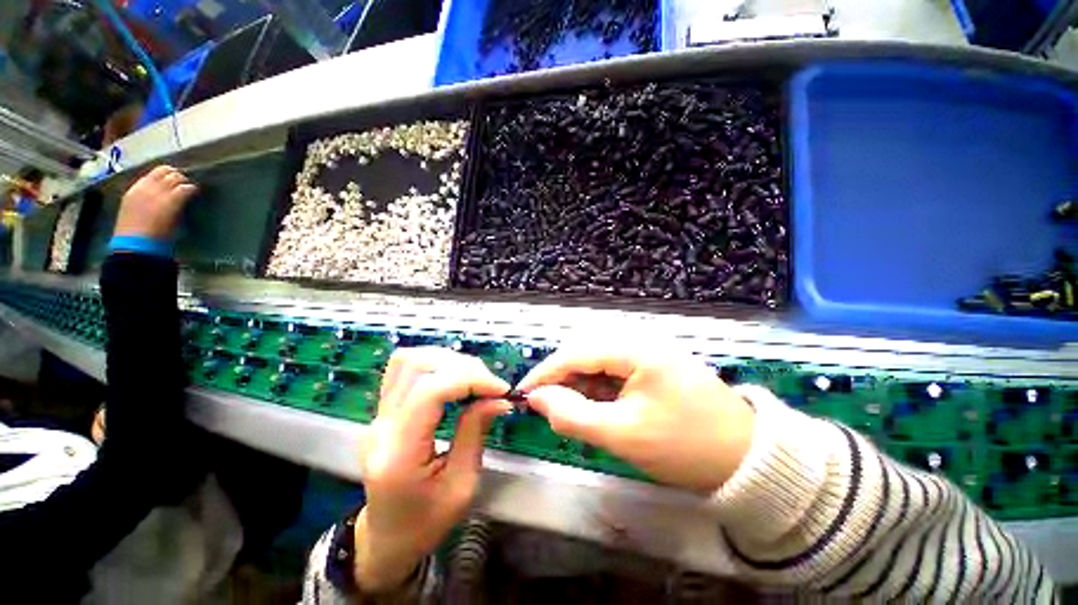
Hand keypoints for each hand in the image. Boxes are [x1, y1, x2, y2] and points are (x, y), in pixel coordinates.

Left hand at [113, 165, 196, 240]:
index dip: (192, 188)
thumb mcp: (178, 222)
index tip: (196, 192)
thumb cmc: (162, 238)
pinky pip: (146, 178)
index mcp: (170, 202)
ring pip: (158, 171)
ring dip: (168, 175)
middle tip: (185, 186)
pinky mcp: (131, 191)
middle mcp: (155, 191)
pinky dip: (154, 179)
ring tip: (172, 183)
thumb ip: (183, 205)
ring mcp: (141, 189)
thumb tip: (189, 195)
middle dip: (181, 178)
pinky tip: (158, 186)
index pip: (185, 186)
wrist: (135, 246)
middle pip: (172, 175)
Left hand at [355, 347, 510, 591]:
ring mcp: (377, 415)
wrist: (387, 537)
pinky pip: (405, 368)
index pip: (430, 391)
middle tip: (490, 386)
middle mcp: (381, 426)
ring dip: (448, 360)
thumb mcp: (462, 486)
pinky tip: (454, 377)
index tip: (501, 390)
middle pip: (418, 367)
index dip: (470, 380)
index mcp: (398, 453)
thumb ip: (476, 433)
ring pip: (408, 360)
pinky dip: (435, 363)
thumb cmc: (426, 522)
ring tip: (474, 378)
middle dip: (463, 368)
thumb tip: (499, 398)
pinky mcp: (383, 410)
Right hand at [518, 347, 754, 493]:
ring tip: (568, 411)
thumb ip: (573, 416)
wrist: (747, 459)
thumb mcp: (623, 435)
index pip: (576, 353)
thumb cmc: (686, 447)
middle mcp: (639, 341)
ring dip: (579, 385)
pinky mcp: (651, 367)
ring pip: (597, 362)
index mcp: (636, 349)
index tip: (522, 392)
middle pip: (585, 353)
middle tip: (545, 406)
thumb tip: (537, 399)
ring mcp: (647, 353)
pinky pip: (613, 372)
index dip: (545, 372)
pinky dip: (597, 389)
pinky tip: (594, 407)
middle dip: (561, 379)